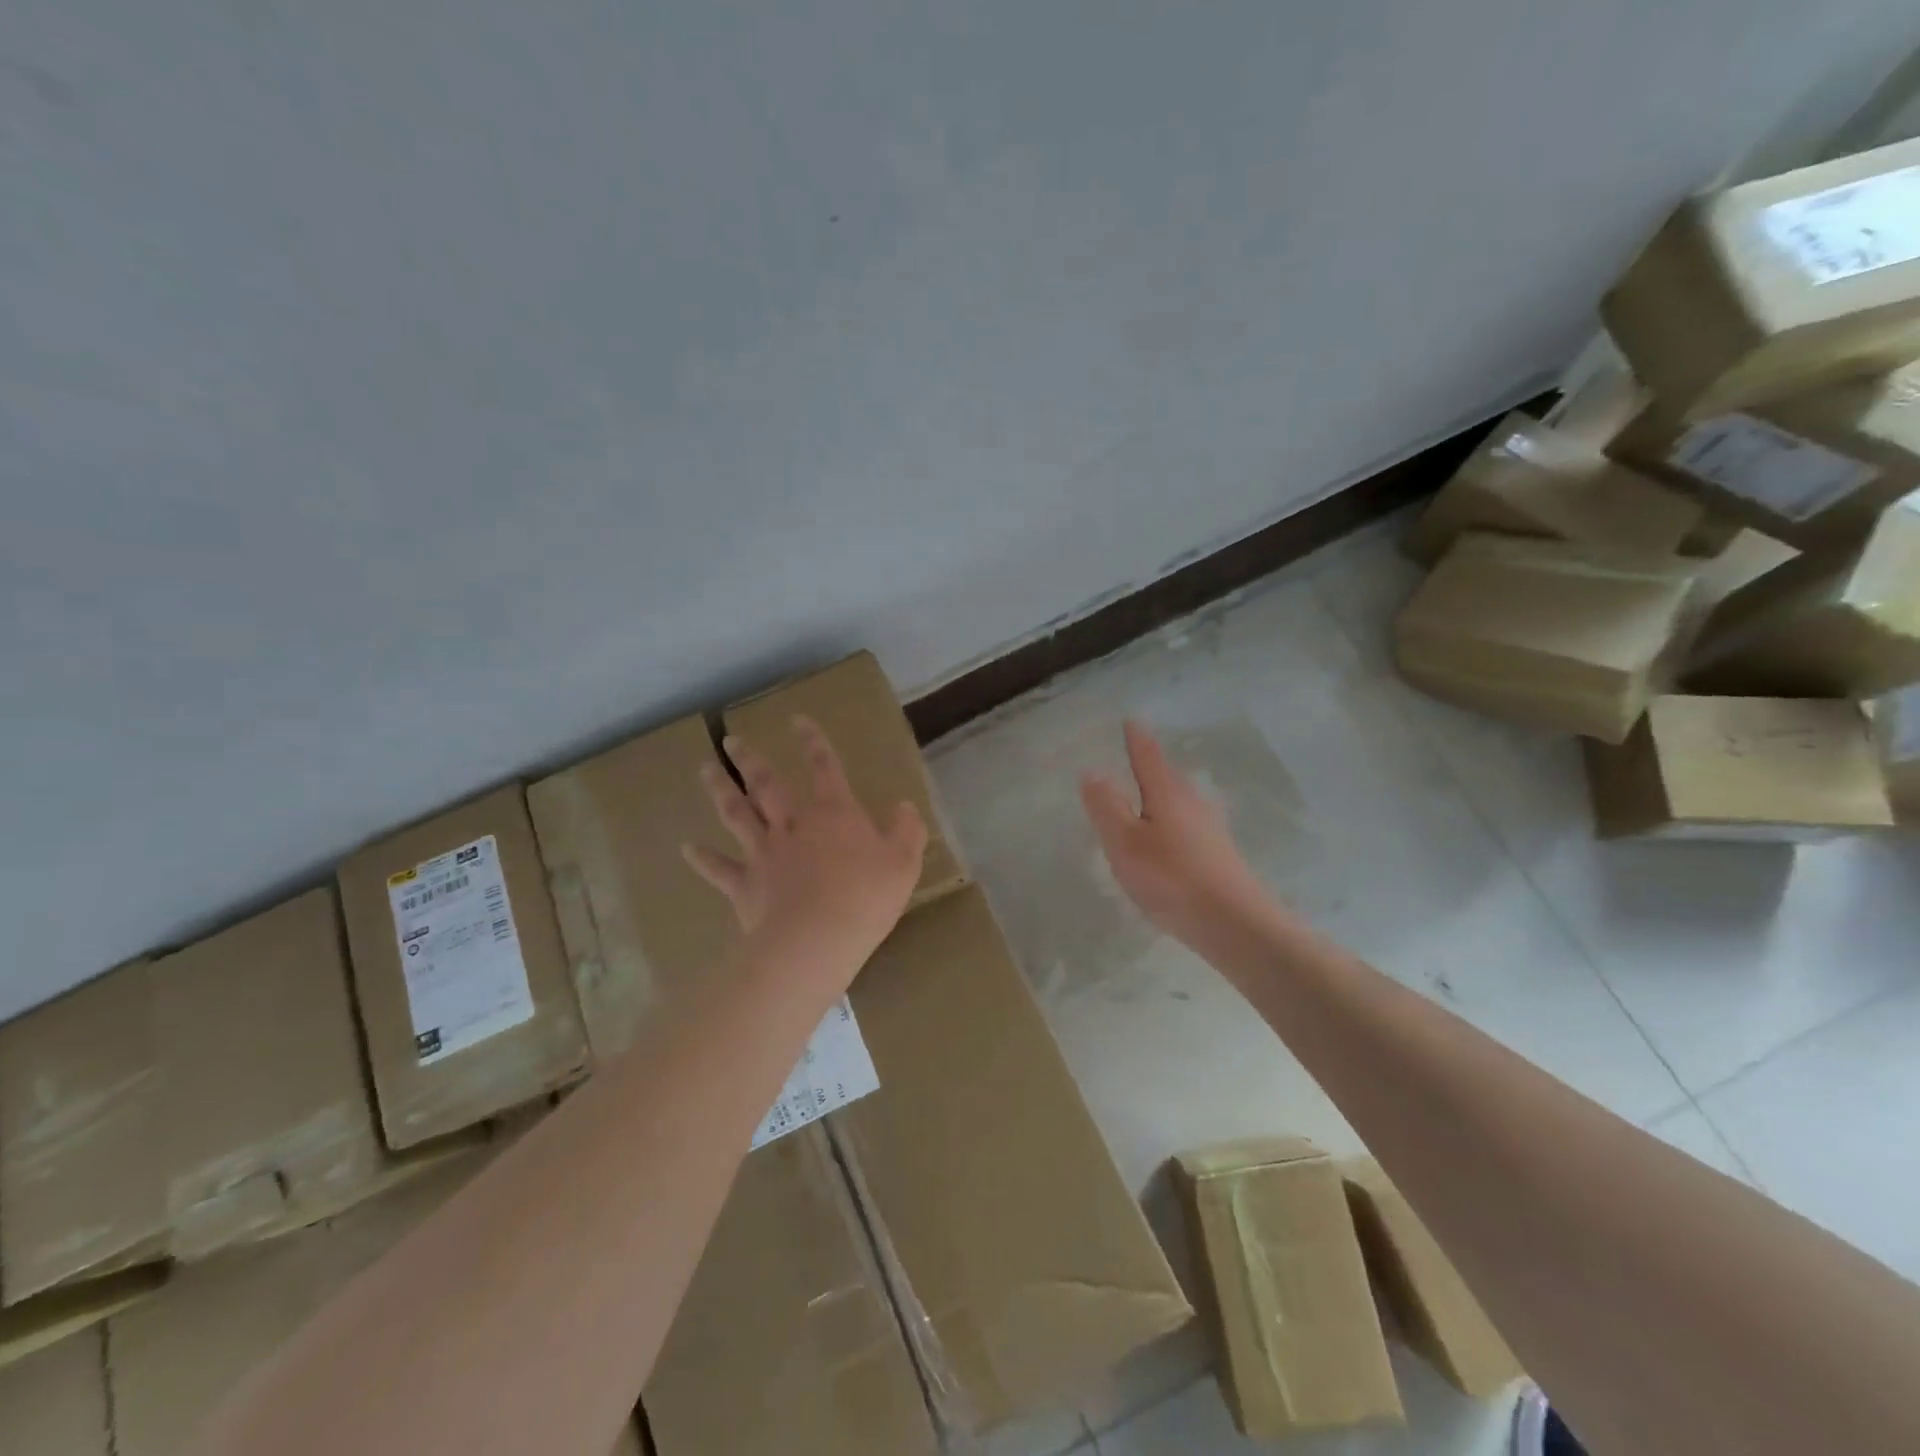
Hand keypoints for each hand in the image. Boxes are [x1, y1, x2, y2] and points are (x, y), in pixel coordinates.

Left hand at [684, 715, 927, 983]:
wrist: (816, 941)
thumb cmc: (866, 898)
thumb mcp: (903, 863)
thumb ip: (906, 831)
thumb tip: (905, 806)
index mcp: (833, 813)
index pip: (823, 767)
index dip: (812, 741)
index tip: (797, 720)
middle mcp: (793, 825)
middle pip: (767, 784)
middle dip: (750, 759)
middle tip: (732, 741)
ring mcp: (764, 853)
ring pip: (737, 814)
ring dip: (720, 790)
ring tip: (705, 770)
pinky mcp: (745, 885)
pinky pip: (719, 868)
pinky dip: (702, 858)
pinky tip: (686, 848)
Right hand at [1080, 719, 1272, 949]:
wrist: (1234, 924)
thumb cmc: (1172, 878)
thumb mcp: (1125, 843)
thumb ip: (1106, 806)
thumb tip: (1093, 771)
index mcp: (1167, 792)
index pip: (1147, 755)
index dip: (1136, 737)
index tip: (1129, 720)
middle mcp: (1192, 802)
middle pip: (1166, 775)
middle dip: (1148, 765)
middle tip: (1131, 755)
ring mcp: (1209, 828)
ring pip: (1178, 801)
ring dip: (1159, 794)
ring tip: (1142, 796)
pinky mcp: (1217, 853)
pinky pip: (1186, 824)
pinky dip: (1169, 821)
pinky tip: (1165, 839)